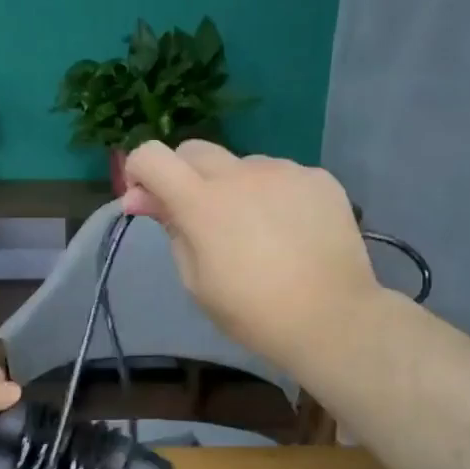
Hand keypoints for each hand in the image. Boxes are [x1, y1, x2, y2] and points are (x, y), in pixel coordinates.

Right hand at [122, 140, 379, 371]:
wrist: (331, 318)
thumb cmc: (252, 312)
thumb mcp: (196, 281)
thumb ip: (171, 230)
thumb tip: (141, 198)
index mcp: (202, 203)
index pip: (152, 156)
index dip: (139, 170)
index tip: (146, 199)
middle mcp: (240, 174)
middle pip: (194, 150)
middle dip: (182, 175)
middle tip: (196, 218)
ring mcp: (284, 171)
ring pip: (241, 165)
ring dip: (232, 187)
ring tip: (253, 232)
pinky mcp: (318, 177)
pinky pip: (280, 176)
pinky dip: (271, 195)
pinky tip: (287, 231)